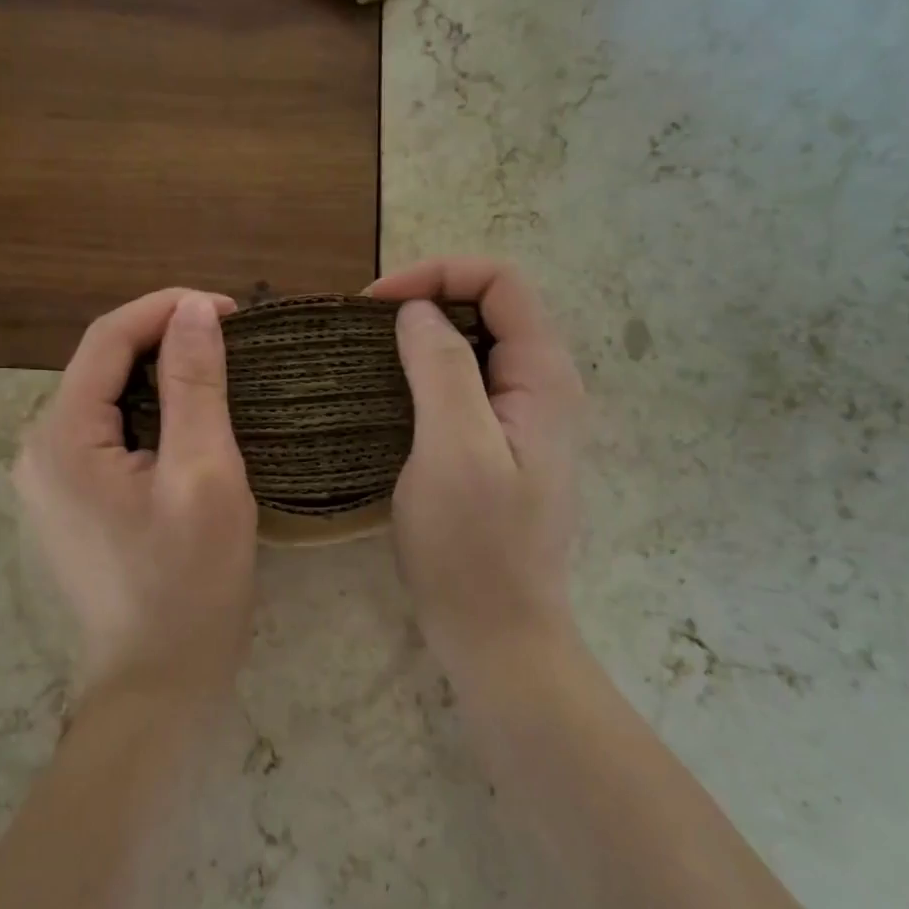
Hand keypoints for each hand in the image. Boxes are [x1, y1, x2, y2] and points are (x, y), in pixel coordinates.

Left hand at [15, 289, 257, 703]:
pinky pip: (106, 433)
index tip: (230, 310)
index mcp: (62, 438)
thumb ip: (196, 385)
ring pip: (106, 399)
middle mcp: (38, 450)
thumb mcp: (204, 475)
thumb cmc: (189, 583)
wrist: (157, 683)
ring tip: (219, 374)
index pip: (108, 338)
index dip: (167, 309)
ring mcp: (48, 479)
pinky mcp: (68, 501)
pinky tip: (189, 422)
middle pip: (101, 366)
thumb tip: (193, 309)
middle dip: (164, 340)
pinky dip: (149, 413)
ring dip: (160, 376)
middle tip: (233, 343)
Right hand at [366, 259, 584, 677]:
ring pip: (474, 346)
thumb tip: (418, 311)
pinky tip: (387, 393)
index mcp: (543, 377)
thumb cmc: (474, 546)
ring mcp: (521, 419)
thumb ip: (441, 368)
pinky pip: (463, 385)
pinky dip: (423, 372)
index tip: (376, 305)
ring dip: (421, 337)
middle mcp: (541, 387)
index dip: (439, 274)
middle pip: (490, 307)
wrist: (496, 634)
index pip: (501, 282)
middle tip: (365, 328)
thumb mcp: (453, 448)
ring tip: (368, 354)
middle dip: (427, 300)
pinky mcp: (498, 445)